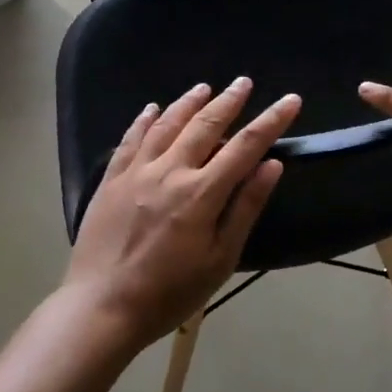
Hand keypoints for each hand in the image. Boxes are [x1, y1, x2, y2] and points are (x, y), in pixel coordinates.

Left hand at [64, 78, 301, 347]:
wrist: (101, 308)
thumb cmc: (170, 292)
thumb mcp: (220, 259)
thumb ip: (245, 207)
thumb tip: (272, 165)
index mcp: (202, 193)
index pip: (246, 145)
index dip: (271, 120)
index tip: (290, 100)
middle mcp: (170, 171)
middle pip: (206, 125)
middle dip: (229, 101)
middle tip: (243, 82)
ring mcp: (137, 172)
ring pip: (167, 124)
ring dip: (189, 102)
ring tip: (205, 87)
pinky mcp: (111, 180)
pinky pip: (130, 139)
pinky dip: (144, 120)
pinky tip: (153, 109)